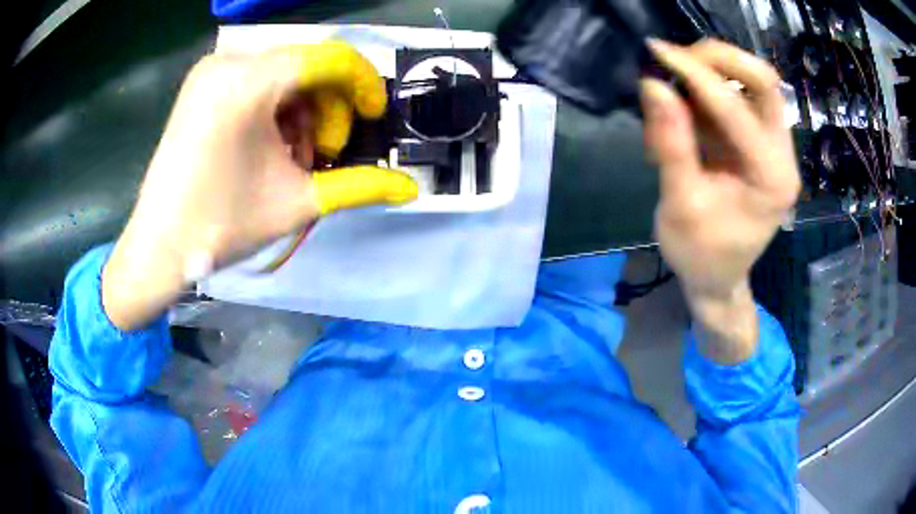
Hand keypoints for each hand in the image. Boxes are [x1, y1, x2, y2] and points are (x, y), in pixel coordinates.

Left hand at [103, 41, 417, 330]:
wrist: (158, 247)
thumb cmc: (219, 227)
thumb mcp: (297, 203)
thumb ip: (360, 187)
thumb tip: (411, 188)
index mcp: (247, 83)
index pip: (330, 58)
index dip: (363, 84)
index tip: (375, 117)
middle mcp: (228, 62)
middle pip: (308, 64)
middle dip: (330, 108)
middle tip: (324, 154)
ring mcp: (212, 70)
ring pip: (285, 72)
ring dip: (305, 112)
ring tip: (293, 159)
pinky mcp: (204, 84)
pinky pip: (260, 79)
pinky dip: (278, 108)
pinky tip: (270, 146)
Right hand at [641, 39, 800, 362]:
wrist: (718, 279)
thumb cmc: (701, 254)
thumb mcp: (681, 206)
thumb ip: (672, 144)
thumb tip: (652, 84)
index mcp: (771, 178)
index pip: (737, 108)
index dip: (695, 75)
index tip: (657, 52)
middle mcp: (782, 155)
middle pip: (764, 82)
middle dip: (720, 59)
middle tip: (676, 57)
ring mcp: (774, 146)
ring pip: (754, 84)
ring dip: (715, 70)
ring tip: (676, 79)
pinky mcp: (759, 142)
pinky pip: (740, 97)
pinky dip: (710, 89)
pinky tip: (685, 102)